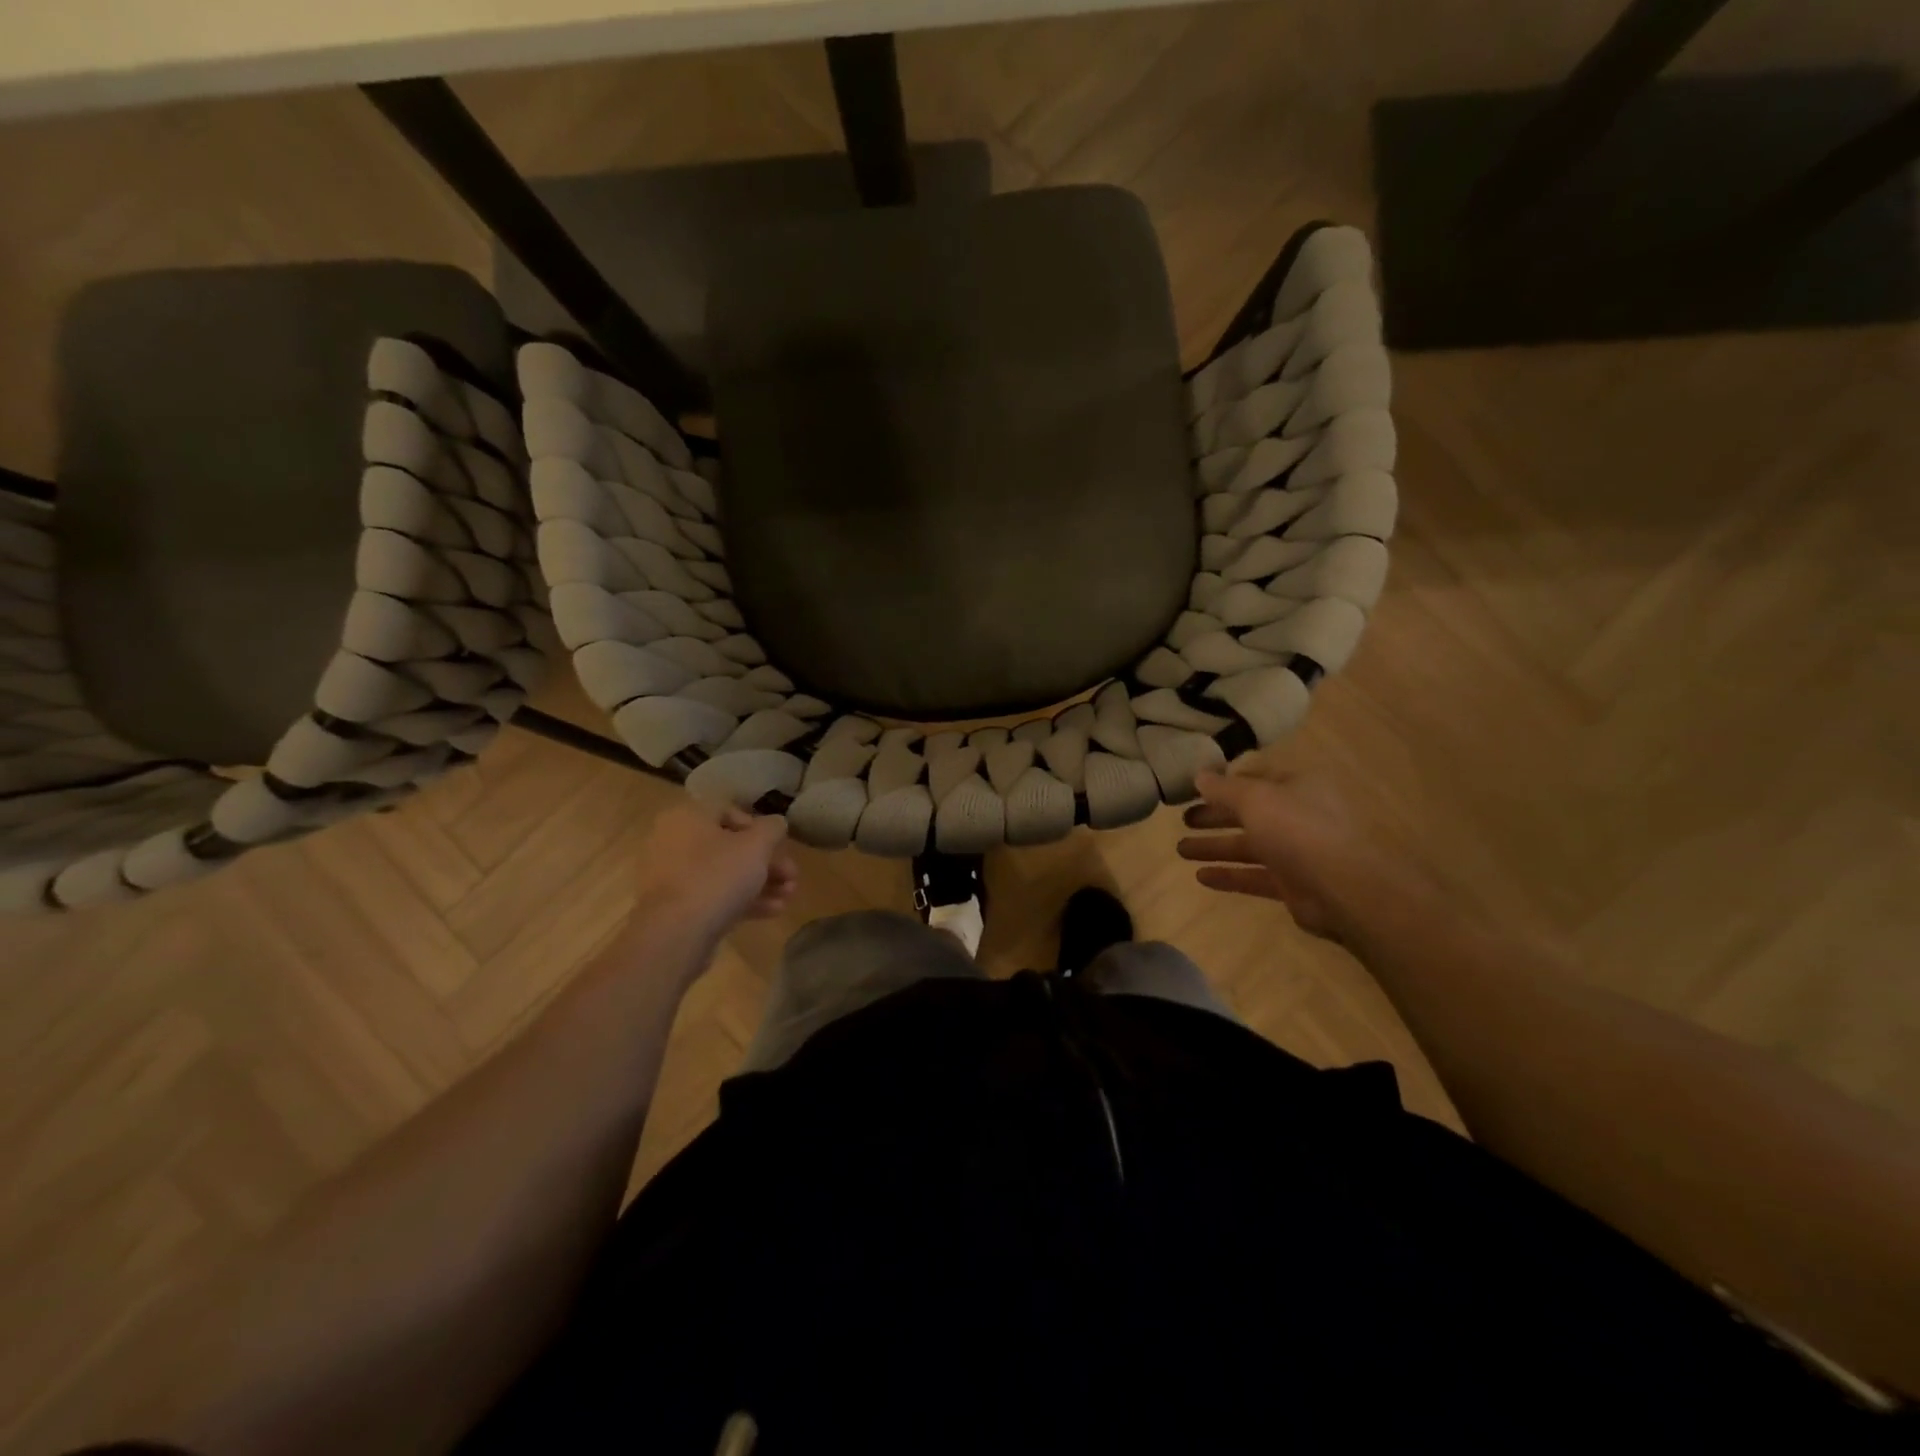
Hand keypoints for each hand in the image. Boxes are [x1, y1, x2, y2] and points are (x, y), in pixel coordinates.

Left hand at [631, 802, 798, 939]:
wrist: (676, 933)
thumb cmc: (717, 875)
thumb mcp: (757, 845)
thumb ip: (772, 828)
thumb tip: (776, 823)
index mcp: (687, 817)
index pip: (728, 811)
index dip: (760, 828)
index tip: (779, 846)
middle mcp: (673, 841)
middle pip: (729, 846)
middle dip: (766, 862)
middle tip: (792, 876)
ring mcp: (670, 877)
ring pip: (723, 873)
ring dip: (760, 882)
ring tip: (788, 896)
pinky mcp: (675, 908)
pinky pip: (713, 896)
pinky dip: (741, 900)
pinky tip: (773, 911)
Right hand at [1176, 769, 1424, 943]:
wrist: (1344, 887)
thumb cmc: (1298, 829)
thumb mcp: (1255, 798)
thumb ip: (1224, 788)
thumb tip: (1199, 775)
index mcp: (1297, 786)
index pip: (1255, 778)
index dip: (1225, 783)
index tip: (1194, 788)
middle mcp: (1298, 815)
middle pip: (1248, 813)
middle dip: (1214, 816)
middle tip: (1182, 820)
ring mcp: (1297, 852)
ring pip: (1249, 846)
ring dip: (1214, 847)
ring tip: (1180, 850)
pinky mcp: (1293, 884)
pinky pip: (1255, 876)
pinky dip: (1229, 875)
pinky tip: (1200, 877)